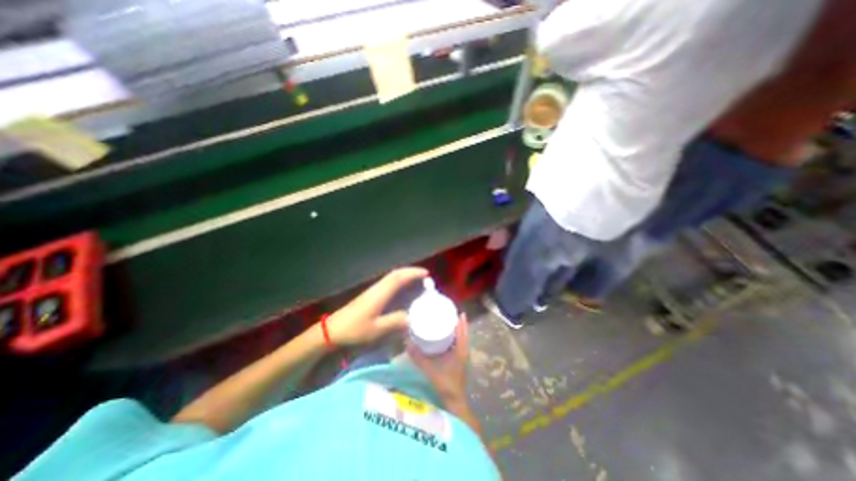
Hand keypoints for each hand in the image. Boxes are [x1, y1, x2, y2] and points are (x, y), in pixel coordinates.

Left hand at [324, 267, 427, 345]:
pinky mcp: (370, 295)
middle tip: (424, 275)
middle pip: (396, 274)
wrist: (333, 330)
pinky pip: (388, 282)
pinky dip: (398, 281)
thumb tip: (412, 317)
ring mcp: (373, 290)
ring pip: (392, 277)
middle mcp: (378, 288)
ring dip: (405, 275)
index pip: (399, 278)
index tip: (426, 274)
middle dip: (411, 271)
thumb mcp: (377, 329)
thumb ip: (396, 322)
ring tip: (417, 280)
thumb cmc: (354, 329)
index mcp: (380, 293)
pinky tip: (402, 289)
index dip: (413, 274)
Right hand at [406, 314, 466, 402]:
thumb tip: (407, 342)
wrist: (454, 401)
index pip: (462, 330)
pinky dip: (455, 336)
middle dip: (457, 322)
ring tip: (446, 320)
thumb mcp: (430, 369)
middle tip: (448, 312)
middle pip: (463, 332)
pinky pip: (459, 343)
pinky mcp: (459, 360)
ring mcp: (463, 356)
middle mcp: (464, 350)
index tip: (454, 310)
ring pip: (462, 337)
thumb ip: (418, 357)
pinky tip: (446, 336)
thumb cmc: (445, 384)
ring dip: (457, 329)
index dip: (460, 320)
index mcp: (461, 350)